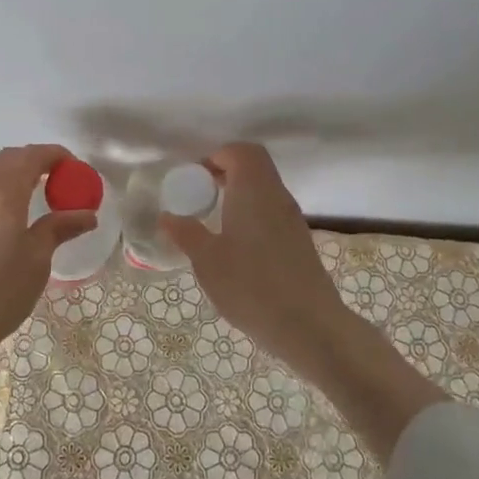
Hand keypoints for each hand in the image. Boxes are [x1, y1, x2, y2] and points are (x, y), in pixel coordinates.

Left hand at [0, 144, 96, 398]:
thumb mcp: (37, 260)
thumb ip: (60, 229)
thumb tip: (87, 214)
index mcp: (3, 194)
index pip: (31, 156)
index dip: (56, 155)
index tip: (77, 168)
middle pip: (9, 160)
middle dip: (37, 161)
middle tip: (63, 180)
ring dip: (20, 178)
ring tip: (46, 200)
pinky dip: (8, 196)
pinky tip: (21, 221)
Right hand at [158, 142, 347, 365]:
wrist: (309, 326)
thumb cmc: (252, 286)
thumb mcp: (207, 261)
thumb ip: (186, 233)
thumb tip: (168, 216)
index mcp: (254, 191)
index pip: (241, 152)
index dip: (217, 156)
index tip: (194, 177)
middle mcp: (277, 196)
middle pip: (255, 166)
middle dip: (226, 172)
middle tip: (200, 195)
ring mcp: (292, 219)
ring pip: (265, 189)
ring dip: (239, 194)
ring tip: (213, 220)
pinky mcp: (299, 241)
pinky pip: (272, 212)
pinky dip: (252, 215)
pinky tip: (236, 246)